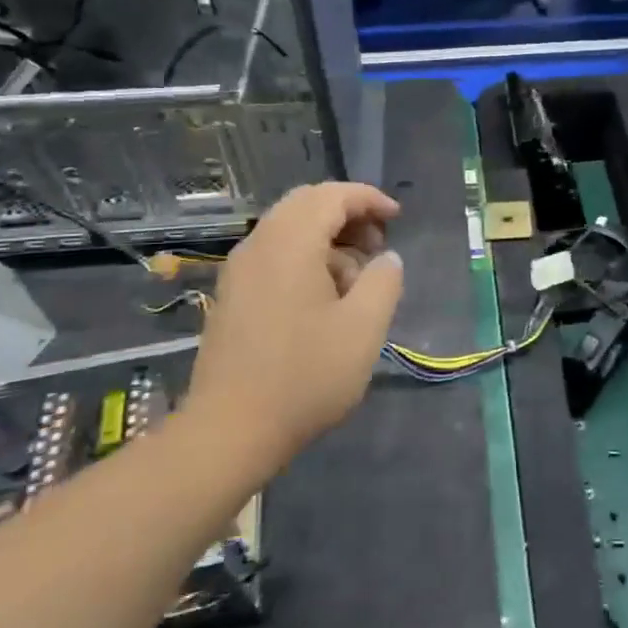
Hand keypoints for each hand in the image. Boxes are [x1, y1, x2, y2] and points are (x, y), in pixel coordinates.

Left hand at [187, 182, 403, 464]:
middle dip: (348, 215)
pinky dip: (306, 257)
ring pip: (289, 230)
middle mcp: (258, 245)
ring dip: (328, 239)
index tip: (397, 218)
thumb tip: (386, 258)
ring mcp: (240, 271)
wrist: (230, 431)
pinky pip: (275, 255)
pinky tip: (325, 297)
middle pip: (306, 204)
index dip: (369, 199)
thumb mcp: (364, 328)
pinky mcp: (233, 296)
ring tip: (357, 278)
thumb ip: (384, 281)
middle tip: (379, 244)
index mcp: (289, 243)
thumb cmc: (305, 375)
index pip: (332, 195)